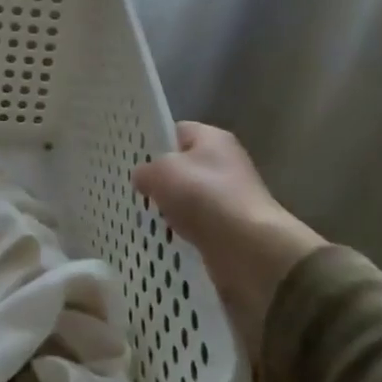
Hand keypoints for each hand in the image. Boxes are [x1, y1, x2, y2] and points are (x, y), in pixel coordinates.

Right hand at [132, 122, 324, 348]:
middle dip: (161, 180)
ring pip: (189, 198)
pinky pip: (199, 225)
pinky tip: (166, 238)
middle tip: (136, 191)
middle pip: (183, 166)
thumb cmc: (204, 197)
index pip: (175, 131)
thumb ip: (146, 170)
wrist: (249, 250)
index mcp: (212, 138)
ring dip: (171, 209)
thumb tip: (143, 178)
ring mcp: (230, 197)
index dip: (153, 142)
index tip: (132, 160)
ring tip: (146, 217)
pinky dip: (184, 232)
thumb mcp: (161, 172)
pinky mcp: (231, 229)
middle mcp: (225, 163)